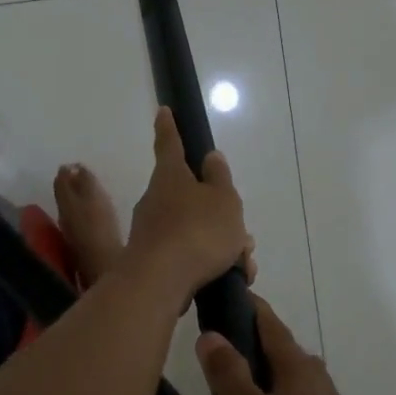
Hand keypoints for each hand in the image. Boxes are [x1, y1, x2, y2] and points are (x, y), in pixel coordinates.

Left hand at [118, 108, 248, 304]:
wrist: (160, 283)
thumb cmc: (197, 232)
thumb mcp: (223, 200)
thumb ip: (220, 178)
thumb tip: (211, 158)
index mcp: (171, 176)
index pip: (169, 143)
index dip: (169, 127)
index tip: (163, 111)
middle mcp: (156, 199)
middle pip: (193, 198)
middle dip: (220, 215)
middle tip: (243, 236)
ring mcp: (152, 231)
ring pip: (197, 230)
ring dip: (223, 245)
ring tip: (243, 264)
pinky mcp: (154, 261)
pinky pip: (190, 255)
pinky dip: (212, 264)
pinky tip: (231, 278)